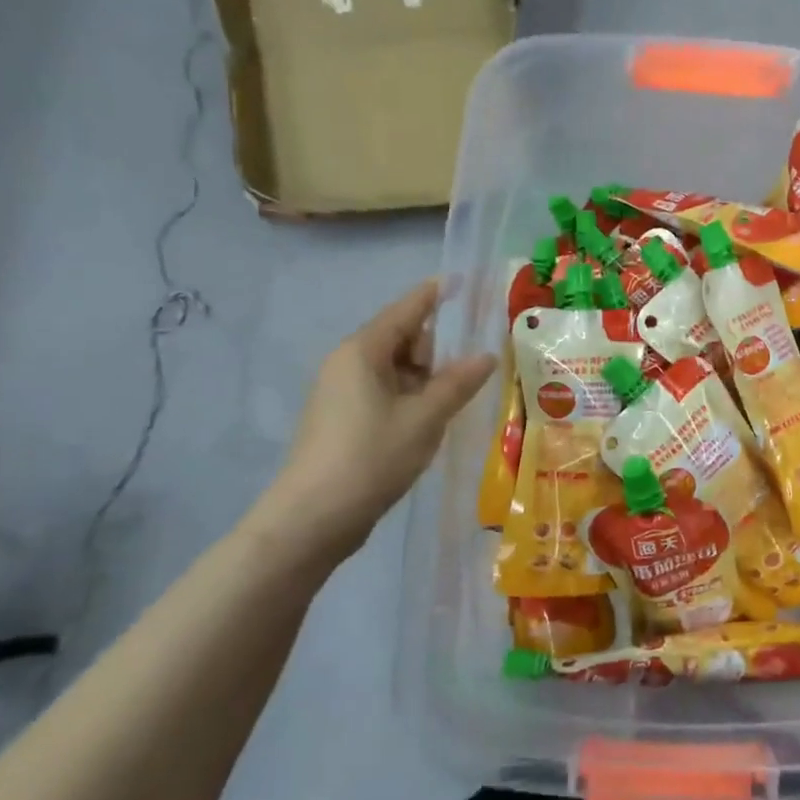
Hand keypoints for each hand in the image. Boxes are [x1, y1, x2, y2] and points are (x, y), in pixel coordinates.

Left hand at [250, 280, 495, 562]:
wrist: (312, 518)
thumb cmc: (371, 457)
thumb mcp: (425, 418)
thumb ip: (458, 383)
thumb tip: (486, 355)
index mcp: (363, 352)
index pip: (406, 310)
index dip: (434, 295)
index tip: (460, 280)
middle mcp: (348, 364)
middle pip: (402, 340)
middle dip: (437, 350)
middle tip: (474, 368)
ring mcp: (341, 393)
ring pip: (394, 370)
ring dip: (427, 379)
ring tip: (459, 398)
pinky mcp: (342, 420)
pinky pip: (384, 393)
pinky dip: (411, 398)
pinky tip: (431, 420)